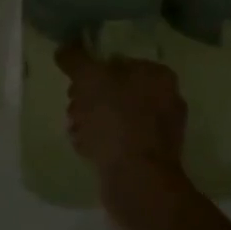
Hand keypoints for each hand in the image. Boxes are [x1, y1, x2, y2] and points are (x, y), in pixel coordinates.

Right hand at [55, 44, 187, 201]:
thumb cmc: (116, 121)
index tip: (74, 86)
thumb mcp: (90, 80)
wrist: (137, 181)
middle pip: (116, 90)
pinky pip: (119, 141)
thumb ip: (76, 59)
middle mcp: (166, 100)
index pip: (118, 62)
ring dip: (91, 121)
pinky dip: (101, 142)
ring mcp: (160, 132)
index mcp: (158, 75)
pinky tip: (85, 149)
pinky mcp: (149, 158)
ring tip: (76, 131)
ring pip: (115, 117)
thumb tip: (64, 48)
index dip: (92, 72)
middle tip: (73, 108)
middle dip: (88, 99)